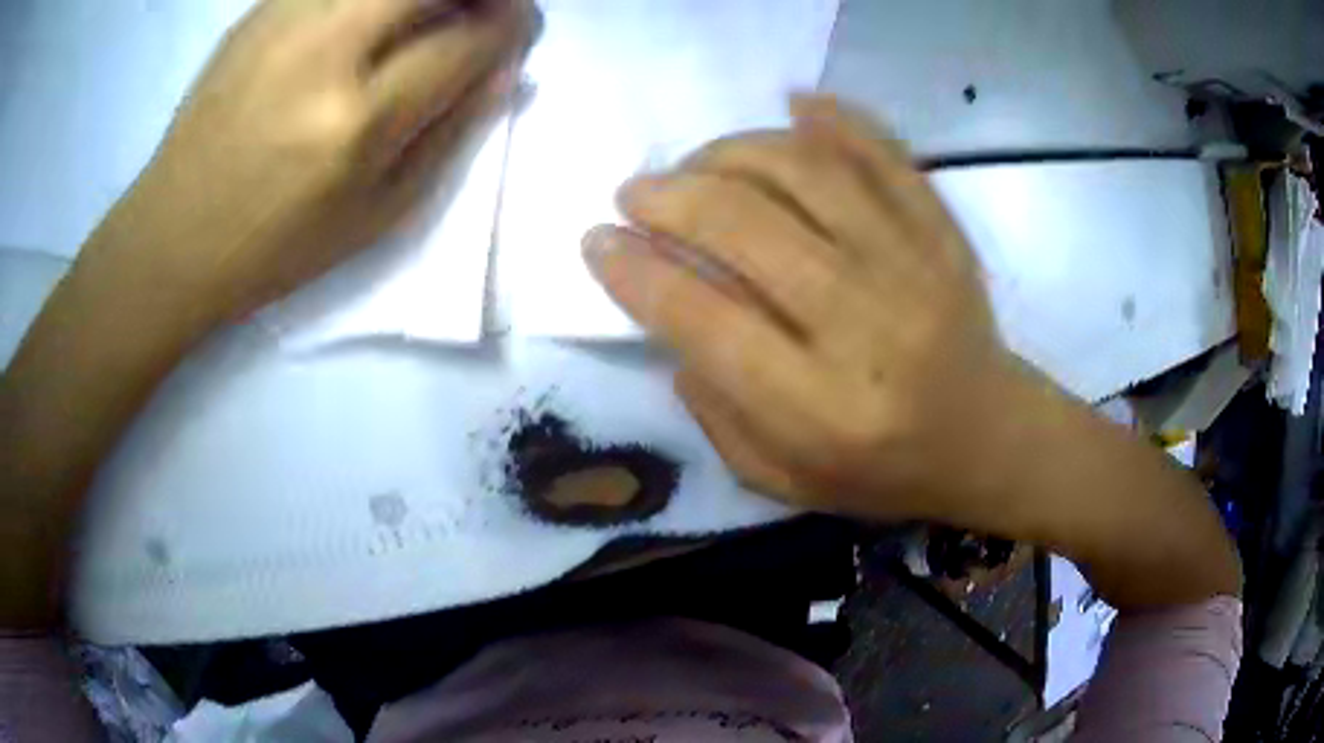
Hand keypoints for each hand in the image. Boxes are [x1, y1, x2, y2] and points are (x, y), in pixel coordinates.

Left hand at [96, 0, 538, 326]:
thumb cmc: (275, 246)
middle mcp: (324, 52)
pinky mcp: (260, 10)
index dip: (513, 28)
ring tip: (432, 15)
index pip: (467, 41)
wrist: (172, 237)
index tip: (521, 31)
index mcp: (356, 123)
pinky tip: (376, 16)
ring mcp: (285, 20)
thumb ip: (450, 136)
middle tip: (485, 11)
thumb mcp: (375, 217)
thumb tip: (507, 70)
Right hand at [583, 95, 1020, 522]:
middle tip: (636, 192)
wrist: (988, 438)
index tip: (597, 241)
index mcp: (818, 408)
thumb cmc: (882, 472)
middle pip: (745, 227)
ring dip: (731, 150)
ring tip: (697, 162)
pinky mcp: (942, 231)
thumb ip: (715, 411)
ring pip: (805, 172)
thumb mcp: (782, 479)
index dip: (635, 271)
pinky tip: (791, 104)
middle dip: (669, 197)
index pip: (703, 318)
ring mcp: (912, 265)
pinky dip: (832, 118)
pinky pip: (883, 153)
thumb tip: (669, 320)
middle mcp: (864, 325)